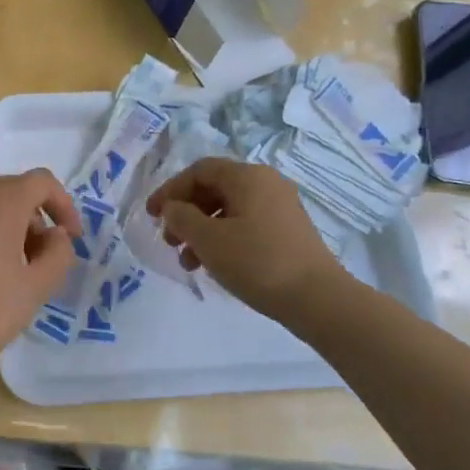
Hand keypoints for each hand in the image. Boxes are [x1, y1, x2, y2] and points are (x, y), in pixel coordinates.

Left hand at [0, 170, 82, 379]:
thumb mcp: (36, 288)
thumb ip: (59, 254)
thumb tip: (56, 236)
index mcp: (0, 201)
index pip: (42, 182)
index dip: (64, 205)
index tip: (70, 239)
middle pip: (13, 191)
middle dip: (36, 219)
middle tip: (43, 259)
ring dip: (9, 227)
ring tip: (13, 270)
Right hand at [145, 158, 348, 320]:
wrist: (317, 298)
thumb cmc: (257, 261)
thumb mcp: (208, 239)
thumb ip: (181, 218)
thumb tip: (173, 208)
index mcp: (247, 176)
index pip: (199, 171)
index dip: (170, 190)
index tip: (151, 215)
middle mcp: (266, 183)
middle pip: (213, 189)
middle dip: (185, 214)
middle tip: (169, 240)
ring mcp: (280, 207)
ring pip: (228, 210)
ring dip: (201, 231)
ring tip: (188, 262)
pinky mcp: (287, 231)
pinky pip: (245, 224)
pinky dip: (223, 239)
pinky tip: (214, 265)